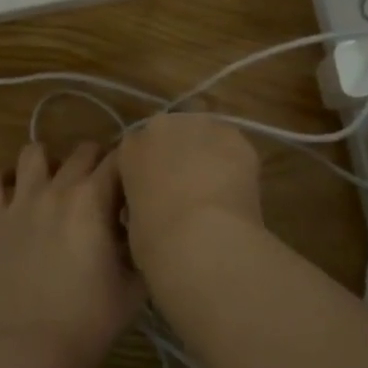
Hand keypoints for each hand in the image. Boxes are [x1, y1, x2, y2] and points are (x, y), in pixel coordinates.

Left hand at [0, 142, 142, 367]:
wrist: (33, 350)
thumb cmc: (91, 319)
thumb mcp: (135, 283)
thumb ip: (140, 244)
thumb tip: (138, 225)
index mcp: (93, 199)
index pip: (119, 158)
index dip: (131, 165)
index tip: (137, 183)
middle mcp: (56, 188)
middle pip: (83, 150)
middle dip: (99, 162)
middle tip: (105, 189)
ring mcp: (19, 201)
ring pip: (34, 153)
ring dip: (51, 161)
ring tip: (59, 184)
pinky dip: (4, 181)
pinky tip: (17, 196)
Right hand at [117, 114, 263, 266]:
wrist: (205, 238)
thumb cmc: (157, 240)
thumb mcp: (134, 224)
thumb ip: (141, 202)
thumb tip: (154, 206)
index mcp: (131, 147)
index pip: (133, 153)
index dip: (143, 176)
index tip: (149, 199)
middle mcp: (164, 127)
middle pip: (169, 135)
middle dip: (175, 157)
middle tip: (183, 191)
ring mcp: (203, 127)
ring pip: (203, 136)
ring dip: (205, 156)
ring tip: (213, 191)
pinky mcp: (236, 138)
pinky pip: (231, 150)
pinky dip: (232, 166)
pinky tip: (234, 192)